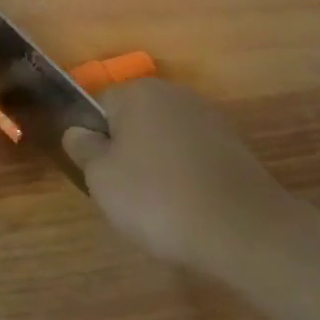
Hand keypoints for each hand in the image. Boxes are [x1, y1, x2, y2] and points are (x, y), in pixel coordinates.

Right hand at [63, 79, 287, 276]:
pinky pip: (193, 156)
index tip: (98, 175)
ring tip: (158, 207)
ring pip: (165, 138)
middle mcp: (174, 93)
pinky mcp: (233, 145)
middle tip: (124, 194)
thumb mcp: (102, 178)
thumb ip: (84, 149)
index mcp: (138, 91)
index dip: (93, 139)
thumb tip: (77, 131)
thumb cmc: (158, 198)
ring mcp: (208, 117)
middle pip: (134, 119)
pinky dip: (186, 175)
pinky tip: (188, 207)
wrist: (242, 228)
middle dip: (126, 151)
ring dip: (157, 163)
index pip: (100, 105)